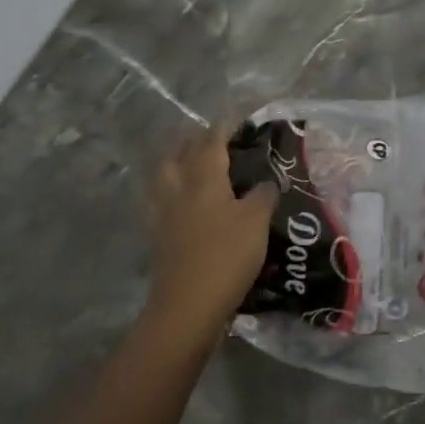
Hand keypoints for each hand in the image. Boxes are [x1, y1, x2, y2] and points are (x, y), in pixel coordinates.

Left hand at [144, 125, 276, 348]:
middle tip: (212, 136)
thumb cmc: (226, 256)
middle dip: (194, 140)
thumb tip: (265, 182)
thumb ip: (262, 195)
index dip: (223, 127)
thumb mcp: (257, 222)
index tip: (235, 117)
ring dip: (174, 162)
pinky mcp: (159, 238)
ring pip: (164, 176)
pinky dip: (168, 191)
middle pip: (181, 154)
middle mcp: (180, 190)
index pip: (211, 142)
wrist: (187, 306)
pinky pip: (160, 201)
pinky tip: (178, 199)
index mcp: (204, 179)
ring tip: (188, 160)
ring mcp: (164, 214)